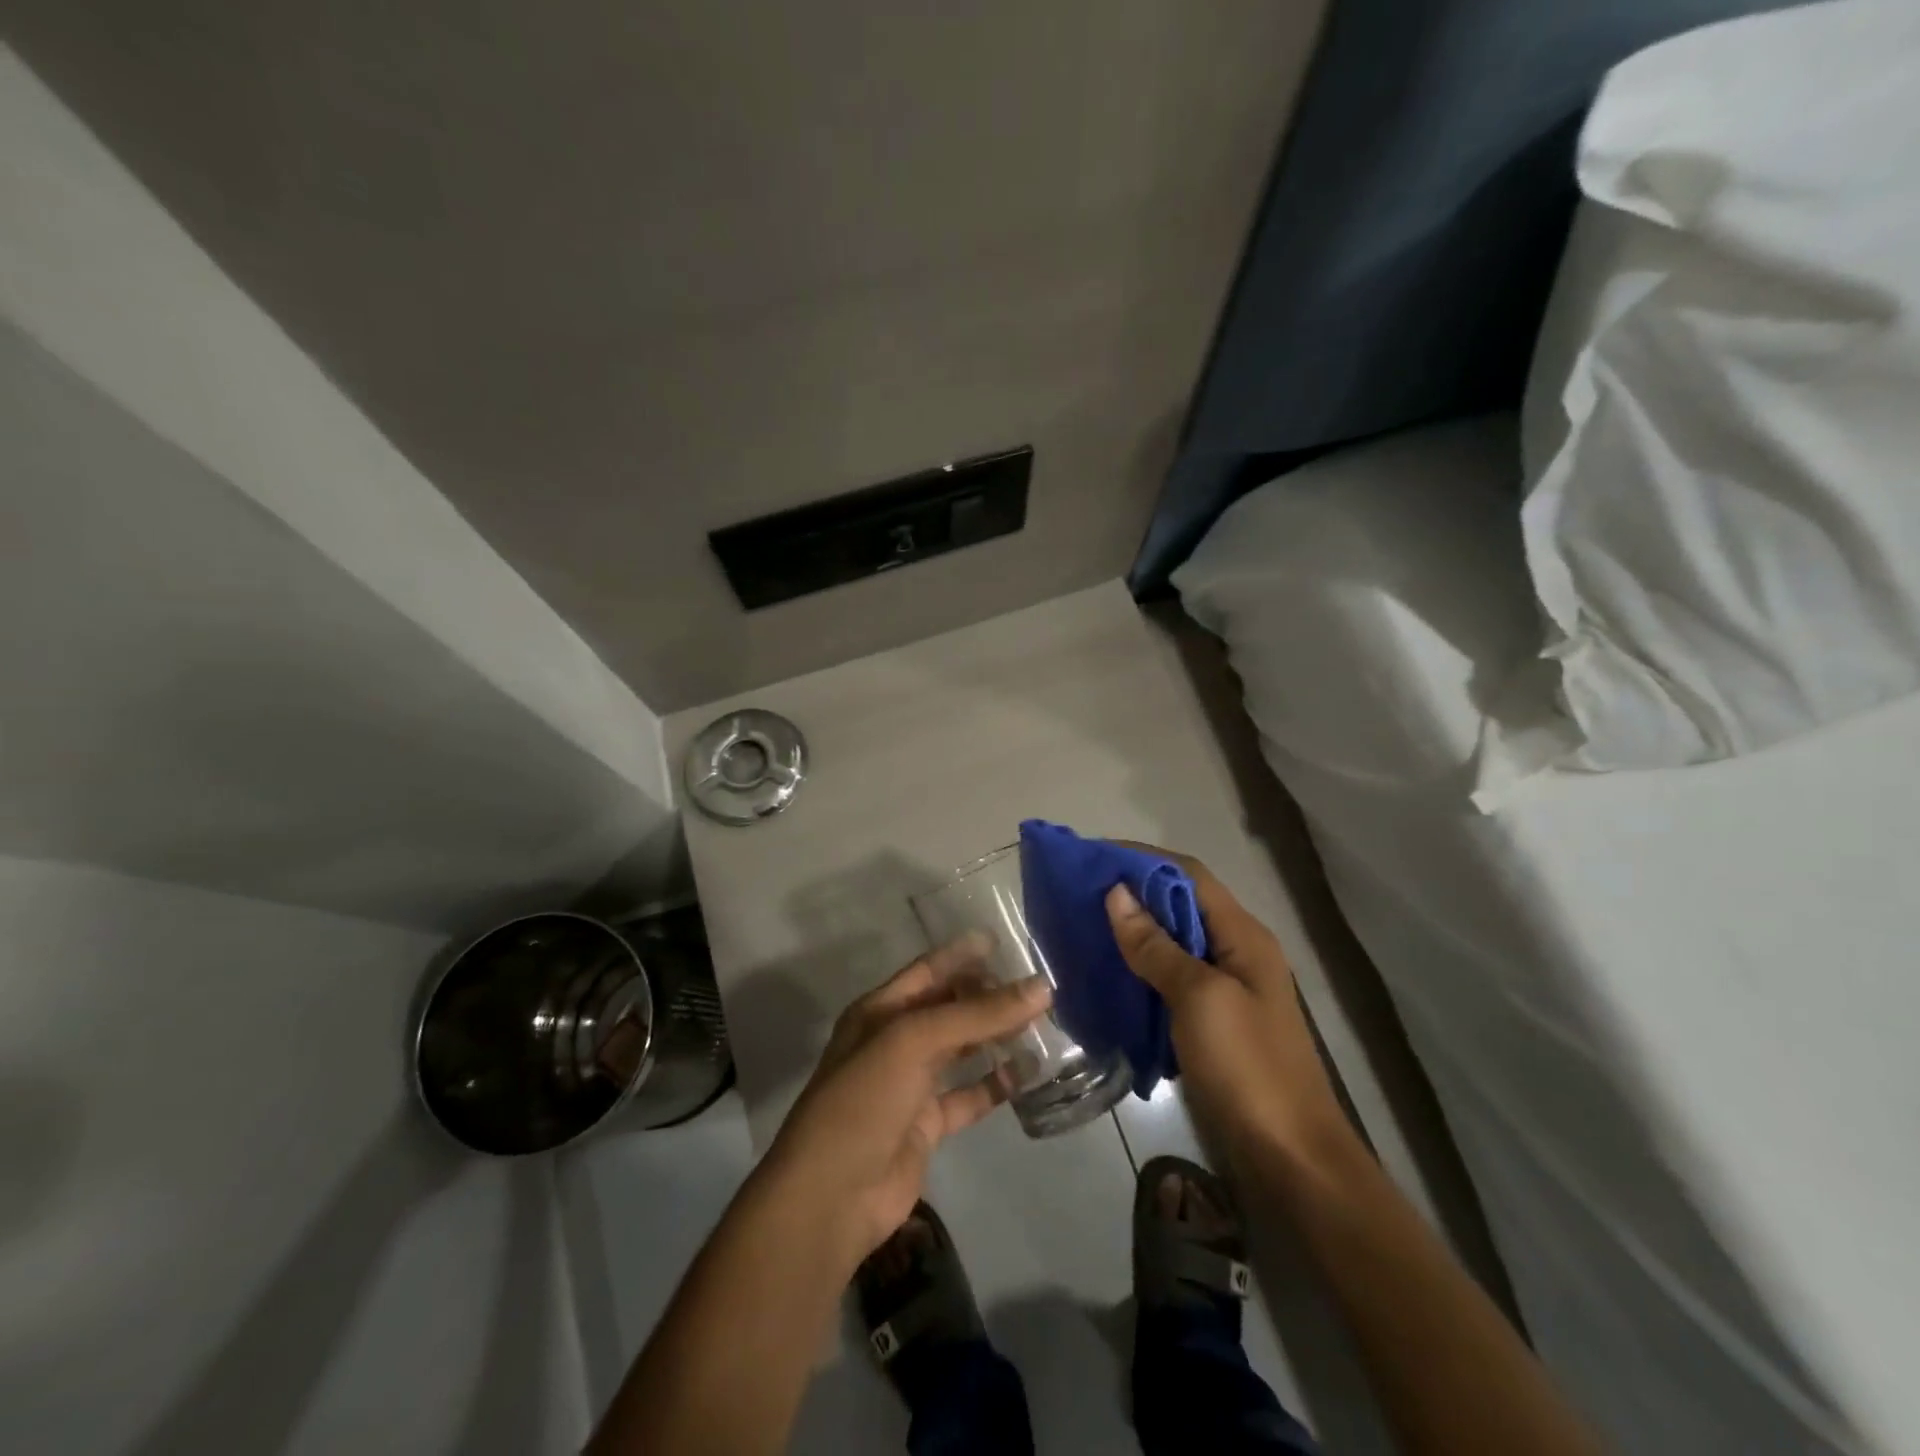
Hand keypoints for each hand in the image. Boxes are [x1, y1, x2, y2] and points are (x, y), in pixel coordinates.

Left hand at [757, 936, 1051, 1271]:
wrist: (831, 1195)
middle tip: (1035, 986)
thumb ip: (977, 1015)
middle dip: (986, 995)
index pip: (927, 971)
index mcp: (879, 1011)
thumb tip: (1041, 988)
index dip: (961, 955)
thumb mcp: (914, 1042)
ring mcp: (910, 1085)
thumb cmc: (865, 1099)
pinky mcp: (926, 1125)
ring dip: (995, 1037)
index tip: (1003, 941)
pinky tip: (1028, 1072)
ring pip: (961, 1050)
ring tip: (1042, 1022)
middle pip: (947, 1008)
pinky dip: (995, 1084)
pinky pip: (968, 1095)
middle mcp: (894, 1041)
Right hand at [1105, 851, 1348, 1168]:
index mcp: (1243, 936)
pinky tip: (1108, 976)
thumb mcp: (1199, 999)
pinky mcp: (1213, 1022)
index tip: (1094, 857)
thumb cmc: (1247, 1068)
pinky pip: (1170, 980)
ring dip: (1133, 932)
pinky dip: (1140, 970)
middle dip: (1133, 894)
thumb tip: (1117, 894)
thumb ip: (1157, 946)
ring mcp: (1227, 989)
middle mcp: (1237, 952)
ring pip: (1173, 943)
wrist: (1293, 1160)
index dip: (1143, 859)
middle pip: (1180, 905)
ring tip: (1085, 929)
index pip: (1189, 875)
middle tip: (1080, 894)